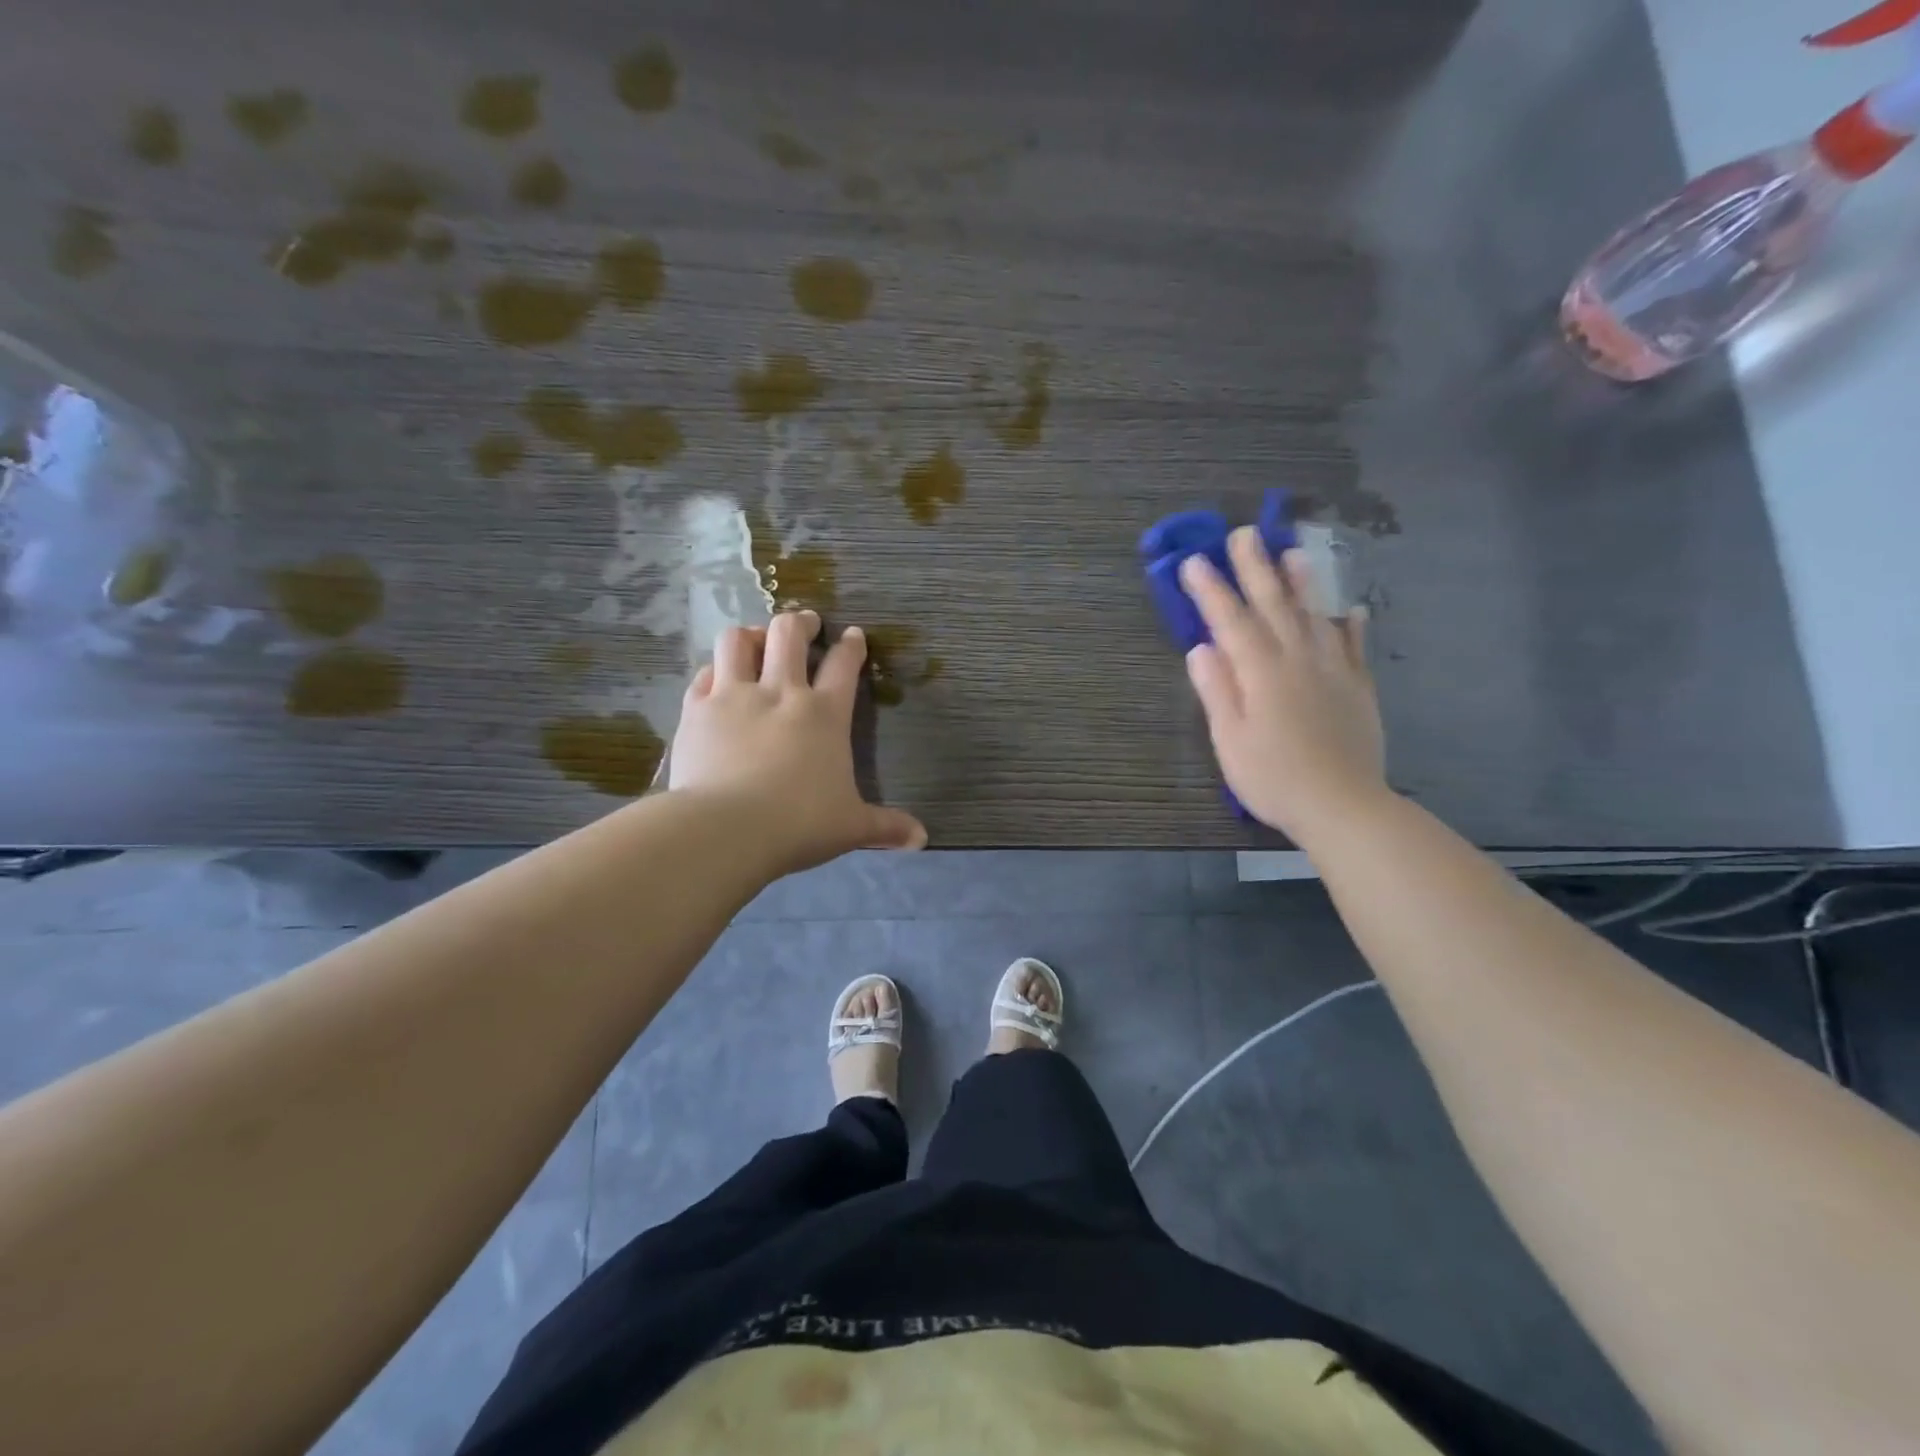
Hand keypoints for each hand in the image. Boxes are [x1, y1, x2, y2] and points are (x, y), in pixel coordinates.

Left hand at [668, 610, 926, 875]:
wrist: (726, 829)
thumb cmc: (799, 824)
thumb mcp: (851, 826)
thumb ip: (886, 826)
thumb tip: (921, 839)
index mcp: (824, 714)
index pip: (844, 664)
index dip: (851, 646)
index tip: (854, 635)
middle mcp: (780, 692)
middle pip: (789, 634)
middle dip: (800, 622)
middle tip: (806, 624)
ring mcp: (734, 696)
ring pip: (738, 640)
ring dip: (750, 635)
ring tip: (756, 641)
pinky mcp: (697, 710)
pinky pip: (704, 674)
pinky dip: (713, 671)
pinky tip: (716, 679)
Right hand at [1180, 528, 1386, 842]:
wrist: (1342, 805)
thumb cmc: (1273, 777)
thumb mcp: (1229, 739)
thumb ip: (1217, 690)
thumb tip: (1201, 648)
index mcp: (1261, 672)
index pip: (1230, 621)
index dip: (1211, 590)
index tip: (1195, 561)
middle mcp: (1298, 659)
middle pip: (1273, 605)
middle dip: (1255, 568)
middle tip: (1243, 534)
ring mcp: (1333, 670)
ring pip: (1315, 615)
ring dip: (1302, 582)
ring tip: (1294, 552)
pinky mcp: (1358, 687)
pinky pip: (1354, 646)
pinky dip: (1351, 624)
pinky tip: (1351, 609)